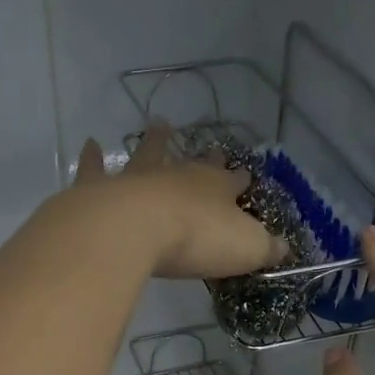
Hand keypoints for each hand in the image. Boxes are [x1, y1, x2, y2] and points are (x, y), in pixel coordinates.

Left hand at [72, 121, 284, 279]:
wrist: (135, 230)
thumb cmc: (196, 239)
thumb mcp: (245, 249)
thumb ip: (265, 248)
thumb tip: (284, 248)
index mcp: (215, 188)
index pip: (233, 182)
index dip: (240, 181)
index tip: (245, 178)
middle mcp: (178, 175)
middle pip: (194, 163)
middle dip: (206, 157)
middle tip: (211, 146)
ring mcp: (139, 178)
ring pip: (149, 153)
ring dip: (155, 142)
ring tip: (158, 125)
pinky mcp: (102, 190)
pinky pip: (96, 169)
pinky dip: (92, 158)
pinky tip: (90, 144)